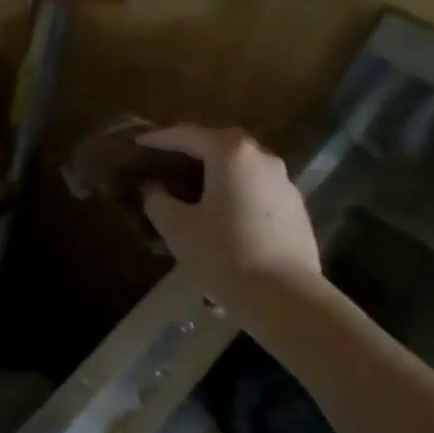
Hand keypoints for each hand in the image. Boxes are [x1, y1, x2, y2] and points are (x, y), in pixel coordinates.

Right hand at [138, 126, 320, 305]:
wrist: (284, 297)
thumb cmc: (223, 254)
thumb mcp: (177, 227)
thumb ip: (158, 200)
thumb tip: (152, 188)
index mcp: (230, 154)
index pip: (187, 135)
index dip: (159, 138)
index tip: (138, 144)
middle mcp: (262, 158)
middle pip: (220, 143)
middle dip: (191, 148)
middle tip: (167, 160)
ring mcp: (284, 182)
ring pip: (241, 166)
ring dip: (216, 169)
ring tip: (193, 186)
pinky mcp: (295, 208)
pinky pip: (257, 187)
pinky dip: (235, 189)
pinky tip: (222, 212)